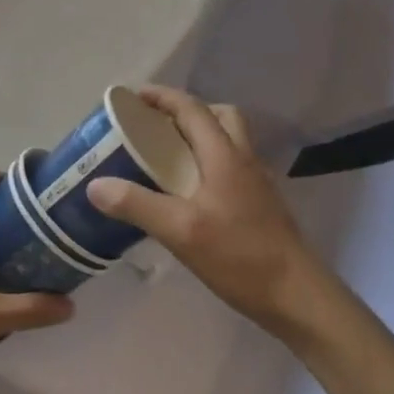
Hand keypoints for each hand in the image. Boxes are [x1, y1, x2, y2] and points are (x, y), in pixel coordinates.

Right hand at [87, 87, 324, 335]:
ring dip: (199, 137)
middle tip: (155, 126)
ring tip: (166, 157)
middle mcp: (244, 160)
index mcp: (225, 155)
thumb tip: (95, 185)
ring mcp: (256, 183)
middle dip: (186, 112)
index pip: (193, 109)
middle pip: (219, 117)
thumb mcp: (181, 231)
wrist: (298, 297)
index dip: (163, 97)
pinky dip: (207, 164)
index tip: (133, 97)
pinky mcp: (260, 206)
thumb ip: (137, 205)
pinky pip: (230, 167)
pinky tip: (188, 194)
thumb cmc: (240, 257)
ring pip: (228, 142)